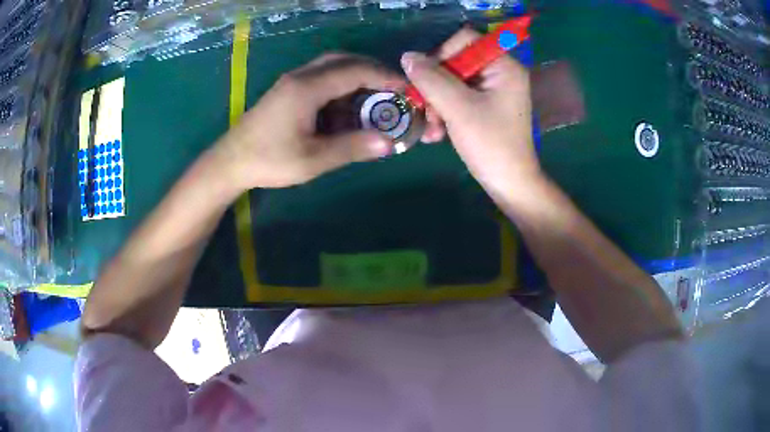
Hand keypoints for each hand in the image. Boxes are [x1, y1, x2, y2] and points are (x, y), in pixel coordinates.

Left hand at [215, 53, 403, 189]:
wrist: (230, 162)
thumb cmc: (269, 161)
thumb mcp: (313, 159)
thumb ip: (351, 148)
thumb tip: (388, 143)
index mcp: (308, 88)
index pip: (355, 71)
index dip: (384, 76)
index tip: (407, 87)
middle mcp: (301, 76)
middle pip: (344, 60)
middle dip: (372, 71)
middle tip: (392, 89)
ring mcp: (293, 82)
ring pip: (332, 67)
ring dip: (356, 77)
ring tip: (374, 99)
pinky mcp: (288, 91)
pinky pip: (321, 79)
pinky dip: (341, 87)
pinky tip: (347, 108)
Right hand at [401, 28, 540, 197]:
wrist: (509, 185)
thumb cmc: (491, 144)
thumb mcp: (458, 108)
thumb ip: (431, 79)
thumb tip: (407, 56)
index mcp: (503, 66)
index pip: (465, 40)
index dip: (441, 54)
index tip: (427, 78)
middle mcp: (499, 73)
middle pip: (455, 62)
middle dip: (435, 88)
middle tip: (426, 111)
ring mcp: (492, 91)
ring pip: (451, 83)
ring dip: (436, 105)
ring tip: (431, 130)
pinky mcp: (485, 107)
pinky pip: (457, 99)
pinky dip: (444, 113)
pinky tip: (436, 135)